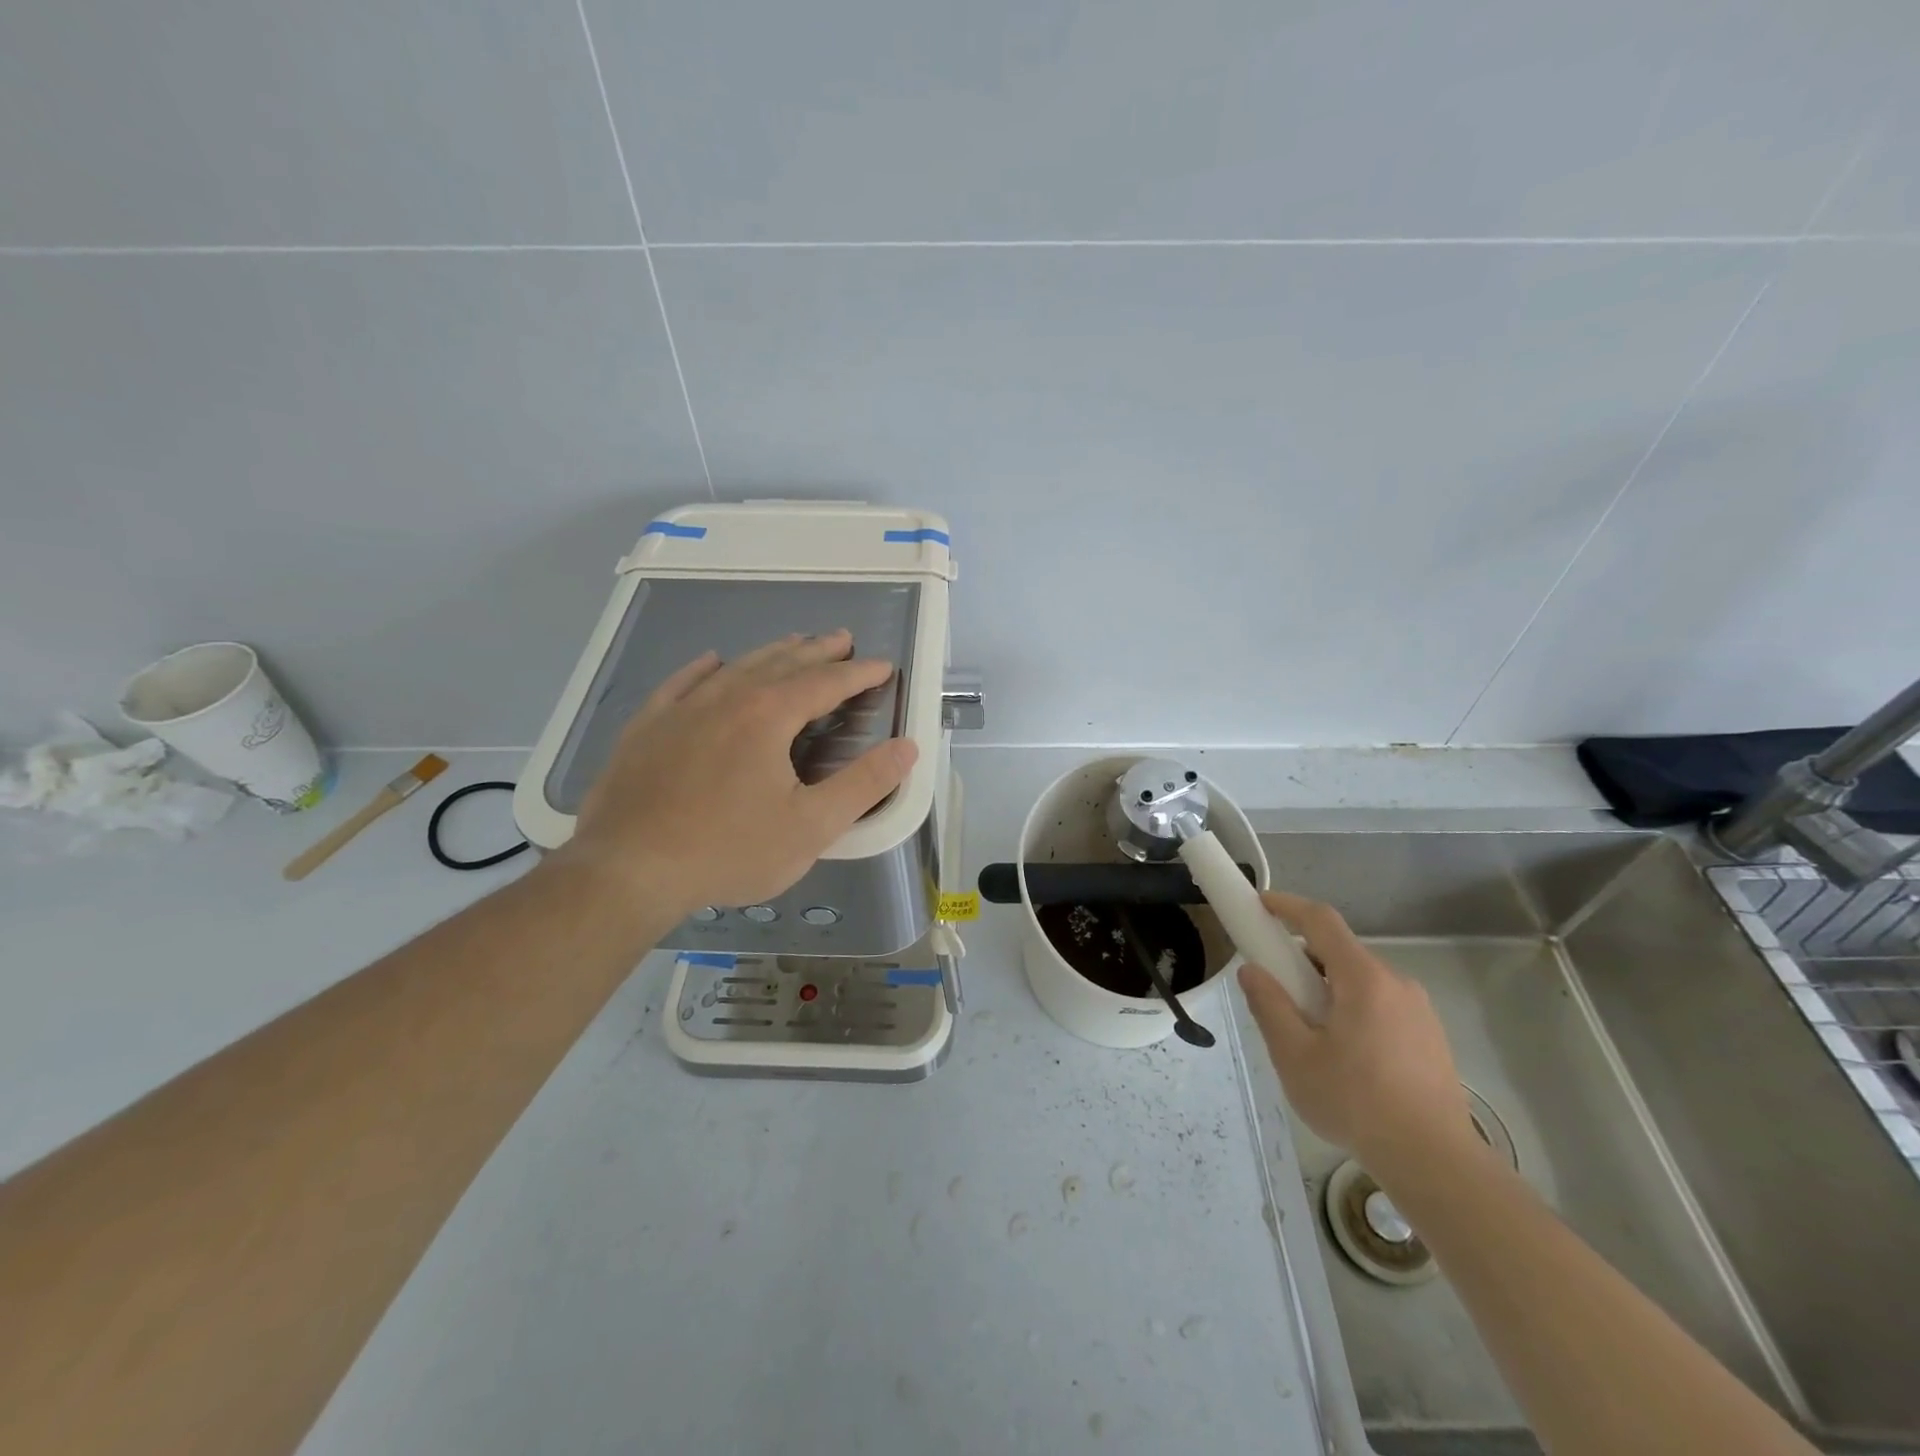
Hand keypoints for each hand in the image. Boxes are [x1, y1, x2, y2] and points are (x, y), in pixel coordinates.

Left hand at [552, 631, 917, 921]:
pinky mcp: (647, 727)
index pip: (825, 683)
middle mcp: (726, 698)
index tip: (883, 666)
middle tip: (842, 639)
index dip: (858, 674)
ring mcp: (681, 709)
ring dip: (770, 653)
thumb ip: (863, 784)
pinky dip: (704, 668)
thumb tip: (907, 748)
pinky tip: (712, 661)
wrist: (628, 870)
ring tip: (793, 643)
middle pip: (782, 663)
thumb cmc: (729, 850)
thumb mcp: (811, 826)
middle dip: (817, 651)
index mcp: (769, 716)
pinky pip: (681, 683)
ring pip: (736, 667)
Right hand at [1237, 892, 1477, 1177]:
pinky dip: (1353, 1011)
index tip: (1259, 906)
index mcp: (1363, 979)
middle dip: (1302, 961)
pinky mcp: (1430, 1037)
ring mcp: (1419, 1011)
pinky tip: (1345, 1058)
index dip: (1287, 907)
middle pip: (1340, 953)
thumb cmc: (1356, 1103)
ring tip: (1309, 1036)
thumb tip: (1252, 970)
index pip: (1321, 921)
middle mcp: (1396, 983)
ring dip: (1328, 990)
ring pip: (1360, 982)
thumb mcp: (1295, 1056)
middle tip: (1277, 993)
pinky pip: (1381, 1006)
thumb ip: (1269, 1006)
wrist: (1435, 1162)